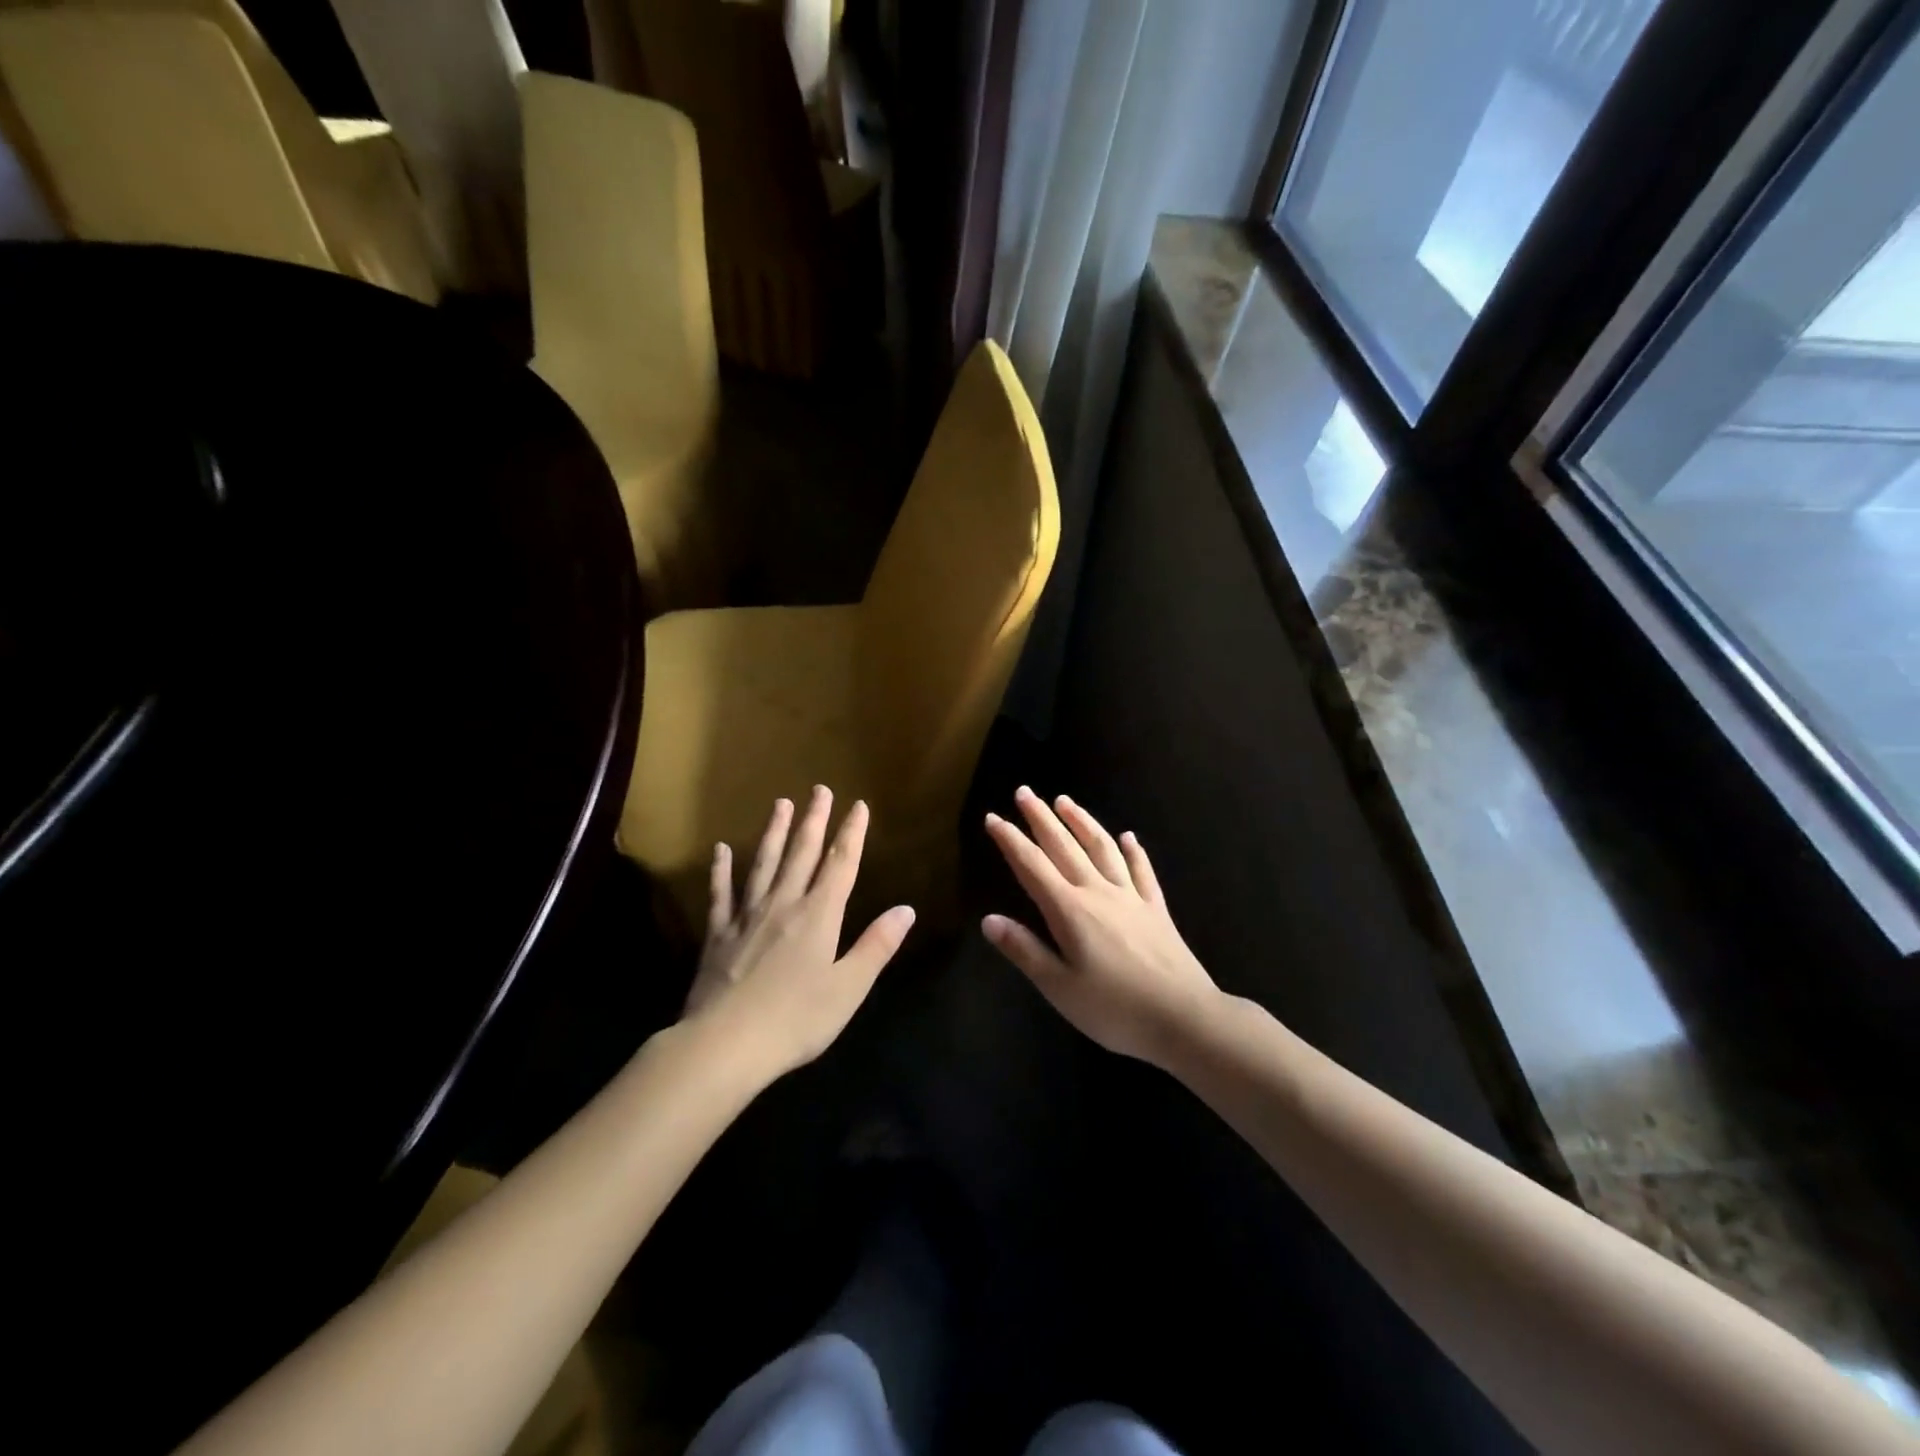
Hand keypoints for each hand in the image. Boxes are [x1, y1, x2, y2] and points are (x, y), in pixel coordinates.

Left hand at [683, 787, 914, 1079]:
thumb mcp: (848, 988)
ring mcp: (747, 917)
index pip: (840, 864)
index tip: (858, 805)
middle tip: (819, 789)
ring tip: (780, 803)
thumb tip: (906, 909)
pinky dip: (721, 870)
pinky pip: (721, 894)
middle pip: (802, 854)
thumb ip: (876, 946)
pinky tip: (722, 850)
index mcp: (818, 916)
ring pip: (764, 864)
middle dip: (814, 820)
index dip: (851, 833)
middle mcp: (784, 905)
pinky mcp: (719, 935)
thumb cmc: (796, 1020)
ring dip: (774, 832)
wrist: (725, 1044)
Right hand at [982, 788, 1218, 1067]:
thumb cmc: (1115, 1009)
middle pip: (1065, 847)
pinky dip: (1134, 851)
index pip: (1032, 866)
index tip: (993, 817)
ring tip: (1065, 801)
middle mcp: (1098, 893)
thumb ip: (1024, 950)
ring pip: (1102, 849)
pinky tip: (1129, 837)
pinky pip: (1142, 871)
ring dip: (1082, 822)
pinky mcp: (1156, 909)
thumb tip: (988, 919)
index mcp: (1070, 910)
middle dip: (1041, 818)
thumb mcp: (1059, 987)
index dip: (1010, 840)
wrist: (1185, 1018)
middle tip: (1025, 792)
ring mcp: (1131, 898)